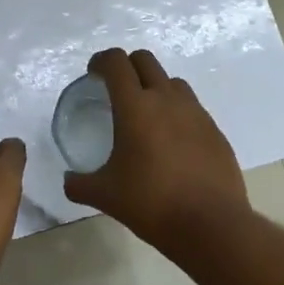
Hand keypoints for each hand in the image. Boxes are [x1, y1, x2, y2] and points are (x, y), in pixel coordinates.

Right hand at [62, 48, 248, 250]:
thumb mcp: (105, 196)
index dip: (101, 61)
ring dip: (155, 87)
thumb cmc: (151, 203)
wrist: (211, 224)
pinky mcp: (214, 130)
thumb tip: (69, 181)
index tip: (93, 74)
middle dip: (127, 66)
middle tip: (116, 90)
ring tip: (146, 116)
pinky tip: (172, 143)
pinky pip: (192, 108)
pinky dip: (177, 113)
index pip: (116, 62)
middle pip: (145, 60)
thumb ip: (79, 184)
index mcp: (135, 106)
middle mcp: (166, 99)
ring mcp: (195, 112)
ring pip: (171, 82)